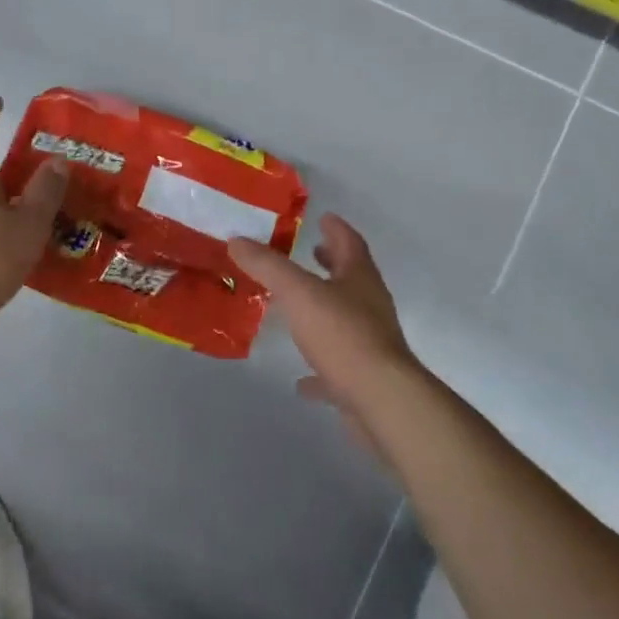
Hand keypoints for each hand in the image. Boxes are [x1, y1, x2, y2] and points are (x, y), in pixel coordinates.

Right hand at [230, 215, 420, 450]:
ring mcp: (371, 344)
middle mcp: (370, 306)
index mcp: (360, 278)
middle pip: (352, 278)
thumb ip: (267, 265)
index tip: (324, 217)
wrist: (381, 401)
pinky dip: (319, 367)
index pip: (350, 243)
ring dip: (326, 309)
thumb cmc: (342, 335)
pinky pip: (338, 367)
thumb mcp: (298, 292)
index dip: (336, 228)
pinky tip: (300, 380)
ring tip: (299, 307)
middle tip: (313, 252)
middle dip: (333, 263)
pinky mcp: (364, 380)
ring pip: (347, 319)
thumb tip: (236, 239)